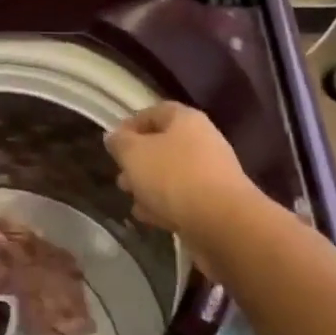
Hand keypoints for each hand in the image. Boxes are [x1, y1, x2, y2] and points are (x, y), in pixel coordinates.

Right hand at [104, 102, 260, 235]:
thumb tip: (113, 136)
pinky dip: (164, 204)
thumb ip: (120, 143)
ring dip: (149, 184)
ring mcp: (212, 173)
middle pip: (164, 145)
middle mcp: (203, 141)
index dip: (131, 124)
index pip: (155, 112)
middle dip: (138, 160)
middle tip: (120, 175)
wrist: (222, 222)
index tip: (113, 142)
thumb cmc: (174, 177)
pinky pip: (184, 197)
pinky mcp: (215, 203)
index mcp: (186, 120)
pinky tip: (148, 217)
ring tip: (130, 198)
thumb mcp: (134, 154)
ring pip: (172, 173)